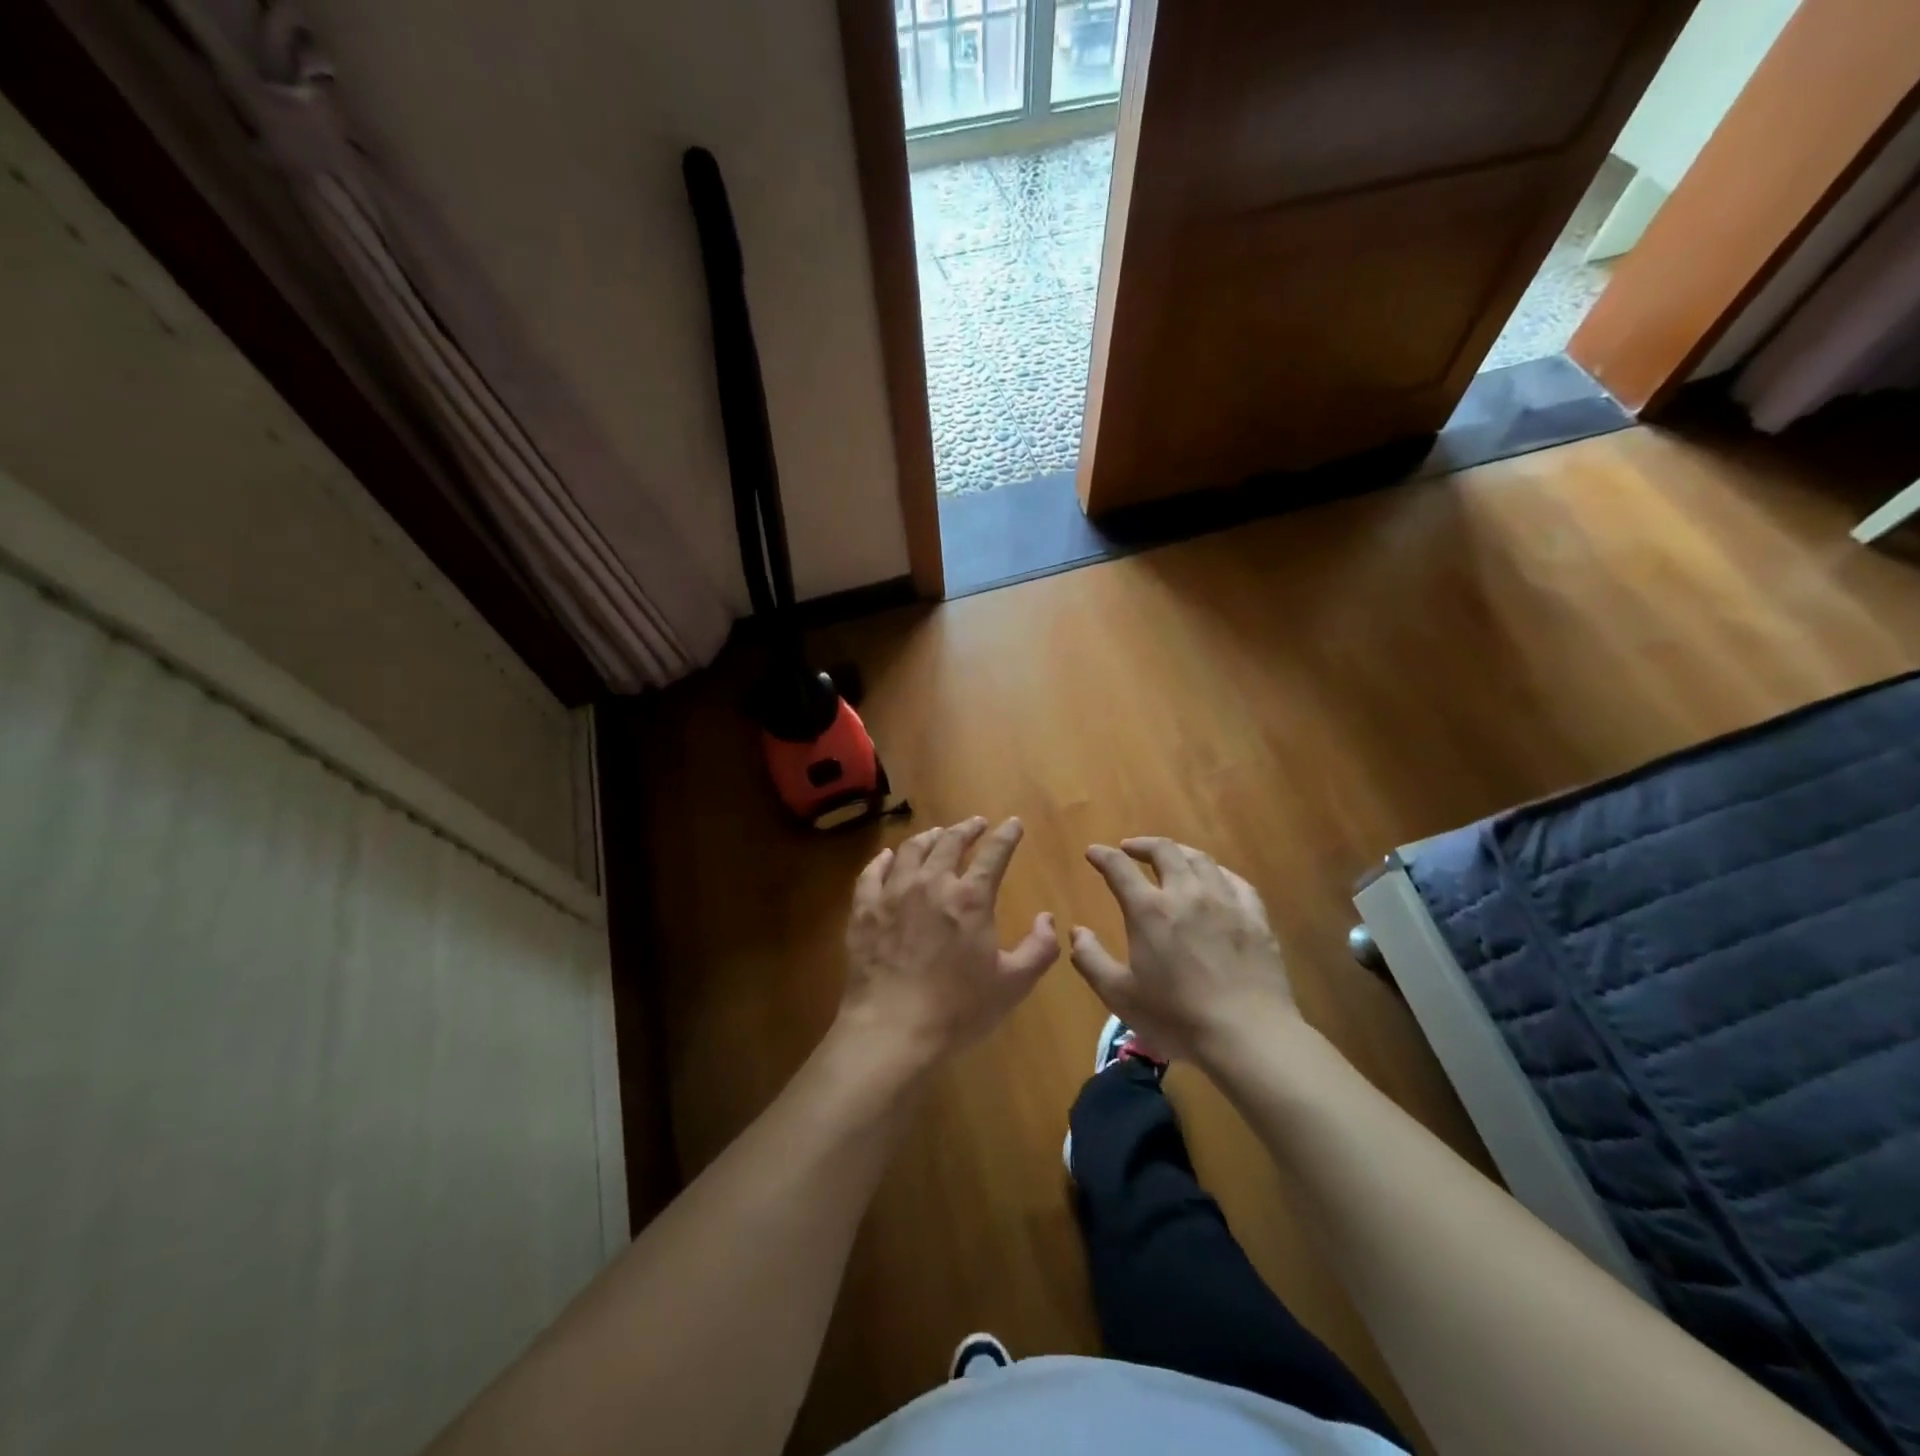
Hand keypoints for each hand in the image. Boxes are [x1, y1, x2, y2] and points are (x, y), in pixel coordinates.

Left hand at [840, 817, 1058, 1067]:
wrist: (892, 1029)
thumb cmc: (958, 1009)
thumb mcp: (1013, 984)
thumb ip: (1039, 948)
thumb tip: (1047, 918)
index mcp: (970, 898)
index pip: (994, 854)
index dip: (1006, 835)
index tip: (1013, 823)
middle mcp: (931, 884)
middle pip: (950, 842)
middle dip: (967, 828)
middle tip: (976, 823)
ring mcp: (893, 893)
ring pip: (912, 850)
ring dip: (929, 837)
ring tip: (938, 834)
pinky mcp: (864, 910)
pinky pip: (873, 873)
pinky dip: (884, 860)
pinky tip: (889, 857)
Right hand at [1069, 837, 1298, 1063]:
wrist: (1248, 1036)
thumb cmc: (1176, 1018)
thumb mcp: (1118, 995)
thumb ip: (1091, 960)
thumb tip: (1077, 932)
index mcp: (1149, 910)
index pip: (1119, 868)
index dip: (1103, 856)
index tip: (1093, 852)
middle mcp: (1186, 894)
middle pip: (1164, 851)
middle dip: (1142, 844)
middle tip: (1130, 849)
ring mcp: (1225, 902)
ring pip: (1201, 860)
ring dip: (1179, 852)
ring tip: (1170, 858)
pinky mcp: (1255, 917)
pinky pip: (1236, 881)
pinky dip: (1217, 872)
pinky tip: (1215, 880)